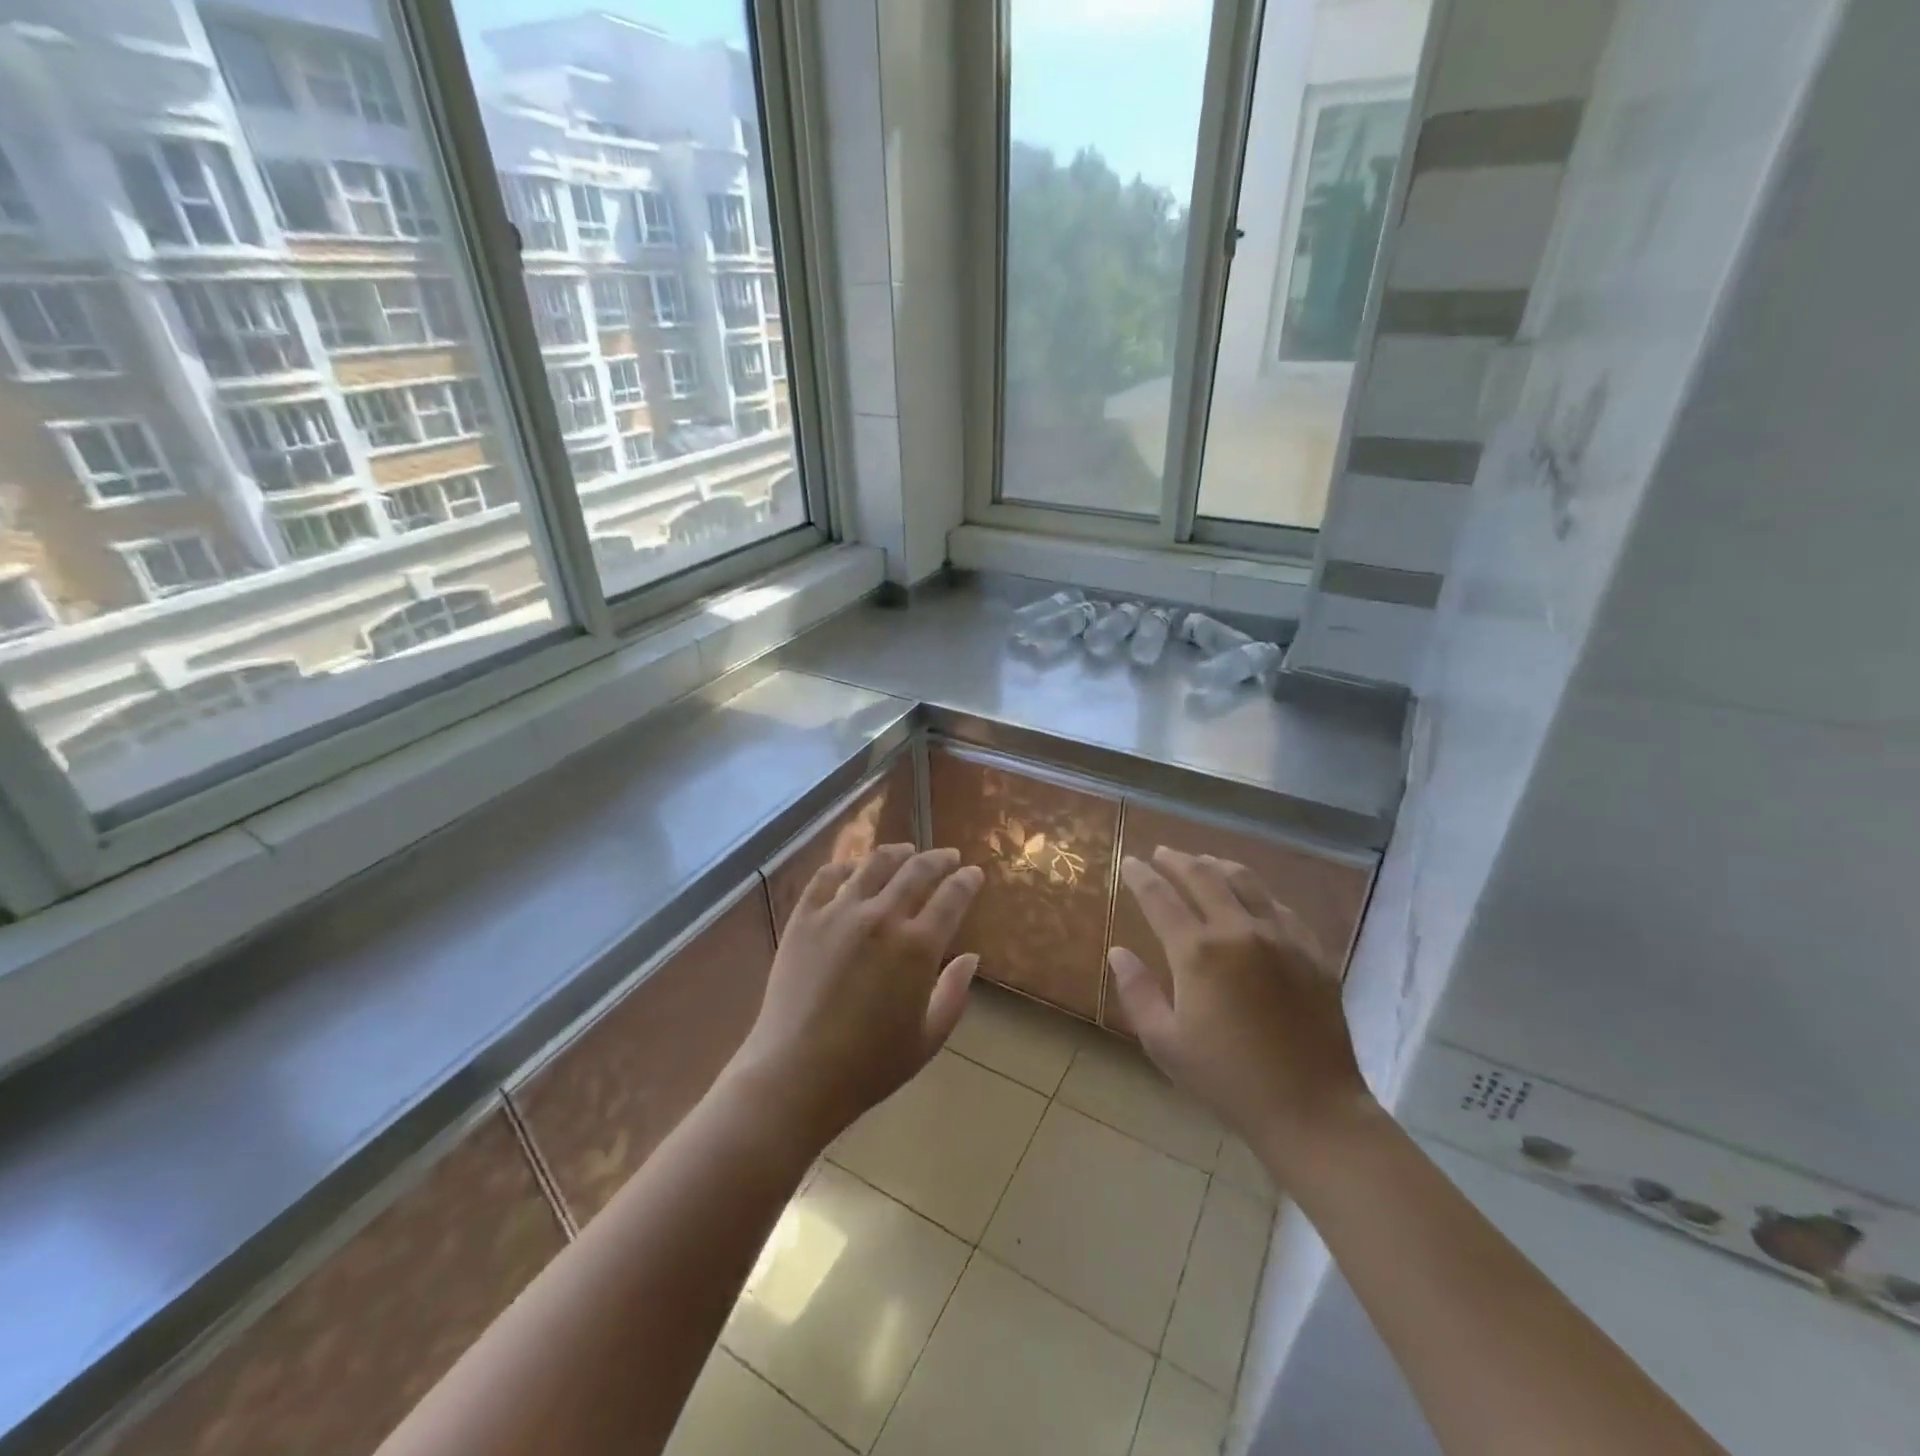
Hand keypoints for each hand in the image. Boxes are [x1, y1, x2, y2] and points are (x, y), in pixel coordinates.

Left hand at [732, 844, 983, 1145]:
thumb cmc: (869, 1066)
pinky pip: (827, 877)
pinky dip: (846, 866)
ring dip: (896, 853)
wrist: (795, 1075)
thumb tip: (971, 958)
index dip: (967, 880)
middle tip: (948, 856)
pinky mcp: (804, 918)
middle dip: (939, 859)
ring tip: (906, 850)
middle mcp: (882, 917)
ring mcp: (838, 913)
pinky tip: (854, 868)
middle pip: (917, 870)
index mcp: (918, 946)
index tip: (974, 873)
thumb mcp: (927, 1039)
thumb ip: (954, 994)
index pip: (952, 896)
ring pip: (874, 864)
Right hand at [1108, 848, 1375, 1178]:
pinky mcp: (1312, 951)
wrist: (1311, 1109)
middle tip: (1161, 853)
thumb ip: (1137, 991)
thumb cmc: (1227, 1079)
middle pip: (1203, 876)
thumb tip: (1118, 951)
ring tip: (1202, 861)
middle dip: (1177, 860)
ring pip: (1245, 881)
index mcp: (1197, 952)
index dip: (1140, 876)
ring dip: (1217, 865)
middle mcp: (1238, 930)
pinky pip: (1280, 905)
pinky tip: (1251, 897)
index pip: (1159, 897)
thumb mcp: (1165, 1042)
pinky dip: (1256, 891)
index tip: (1129, 863)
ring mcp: (1281, 937)